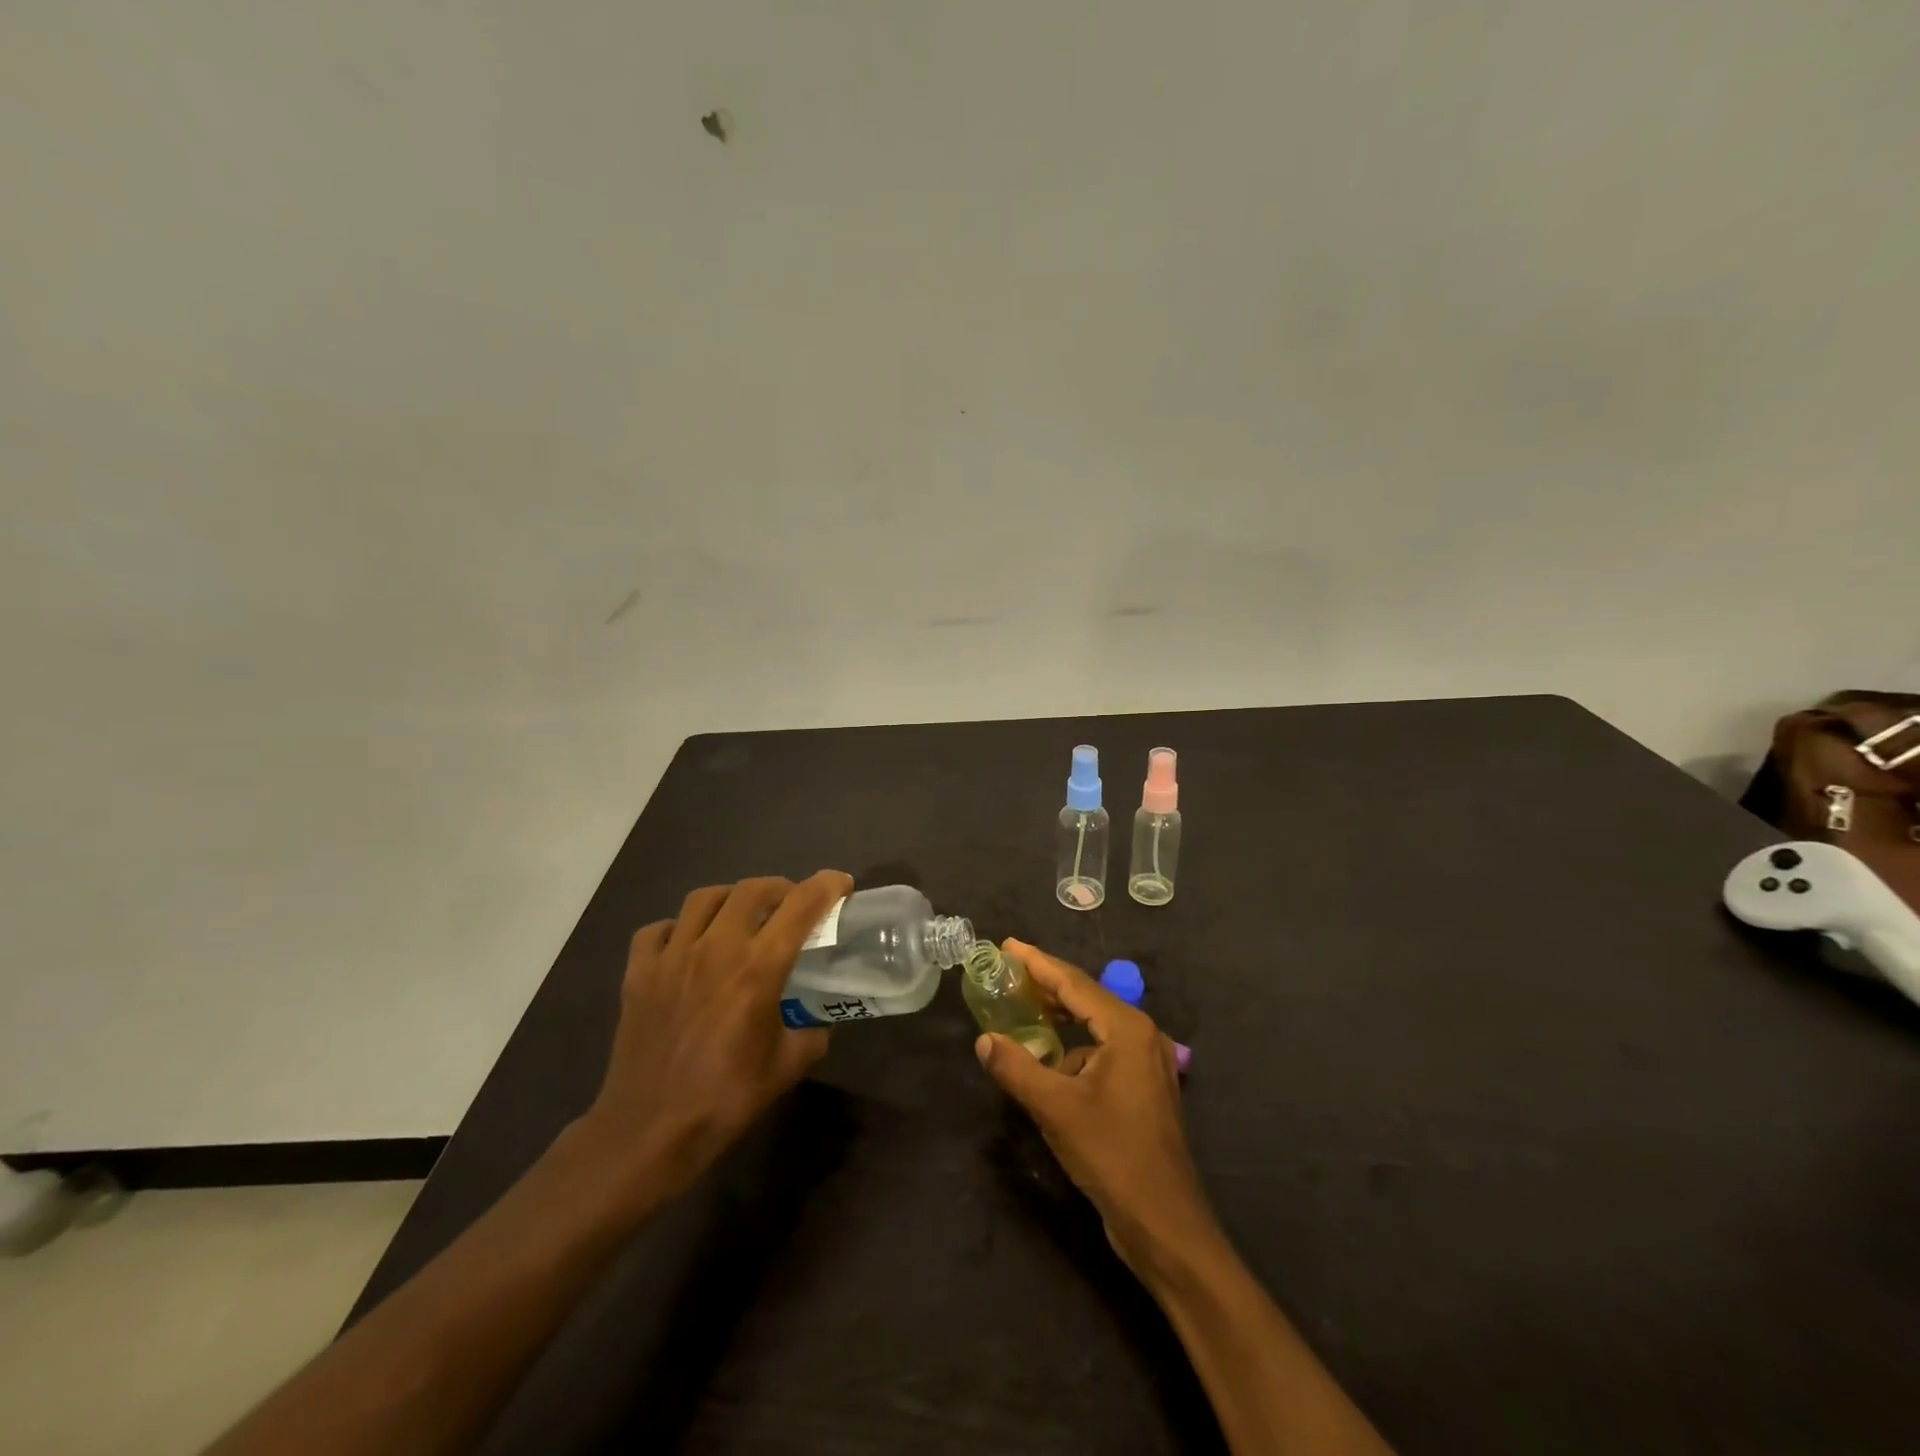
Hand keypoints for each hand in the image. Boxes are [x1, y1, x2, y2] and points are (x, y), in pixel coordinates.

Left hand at [581, 870, 852, 1201]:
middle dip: (780, 888)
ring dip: (731, 899)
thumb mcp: (788, 1066)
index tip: (841, 883)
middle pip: (752, 889)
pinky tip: (687, 945)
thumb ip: (811, 1032)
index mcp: (758, 968)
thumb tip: (818, 1019)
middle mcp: (716, 948)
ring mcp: (671, 957)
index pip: (801, 906)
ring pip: (704, 898)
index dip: (826, 886)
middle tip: (791, 904)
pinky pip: (658, 930)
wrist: (650, 1131)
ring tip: (741, 916)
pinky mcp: (638, 973)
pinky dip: (678, 928)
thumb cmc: (726, 1098)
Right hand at [974, 938, 1214, 1274]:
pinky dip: (1074, 1048)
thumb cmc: (1113, 1156)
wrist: (1166, 1224)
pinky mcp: (1142, 1088)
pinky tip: (1049, 1062)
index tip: (1007, 946)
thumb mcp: (1056, 1109)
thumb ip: (1017, 1068)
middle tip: (1007, 972)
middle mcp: (1141, 1035)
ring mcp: (1146, 1063)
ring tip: (1022, 1008)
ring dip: (1059, 1017)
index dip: (1037, 963)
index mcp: (1127, 1029)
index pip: (1073, 983)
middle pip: (1086, 997)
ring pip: (1094, 1025)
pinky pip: (1102, 1050)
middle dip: (1046, 985)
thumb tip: (984, 1040)